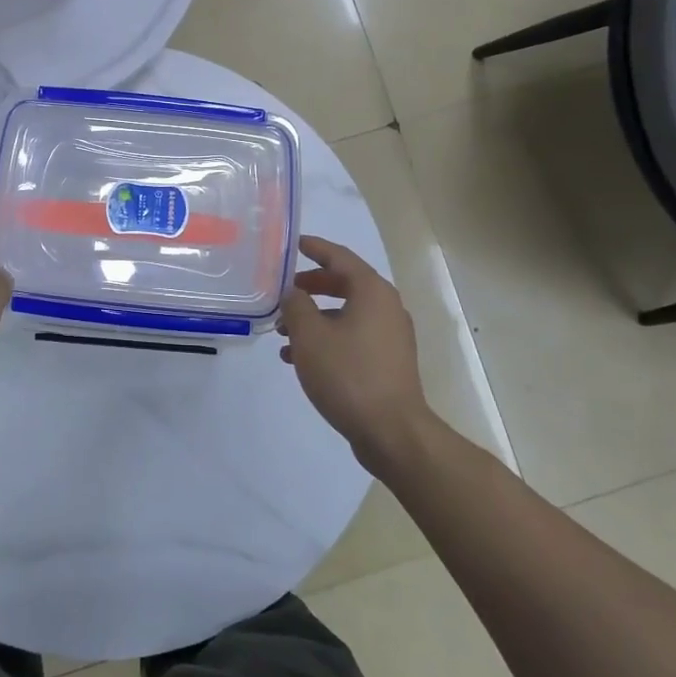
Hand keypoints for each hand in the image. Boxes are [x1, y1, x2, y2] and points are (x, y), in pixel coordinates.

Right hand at [278, 236, 429, 471]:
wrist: (392, 432)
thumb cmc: (348, 374)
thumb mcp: (310, 335)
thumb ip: (296, 305)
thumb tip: (293, 292)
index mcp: (372, 291)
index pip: (340, 257)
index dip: (315, 248)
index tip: (294, 244)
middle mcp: (386, 307)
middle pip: (344, 283)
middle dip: (311, 286)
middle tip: (285, 289)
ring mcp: (390, 335)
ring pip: (346, 313)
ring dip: (315, 317)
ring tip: (283, 331)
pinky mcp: (388, 361)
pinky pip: (353, 336)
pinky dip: (327, 338)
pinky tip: (300, 359)